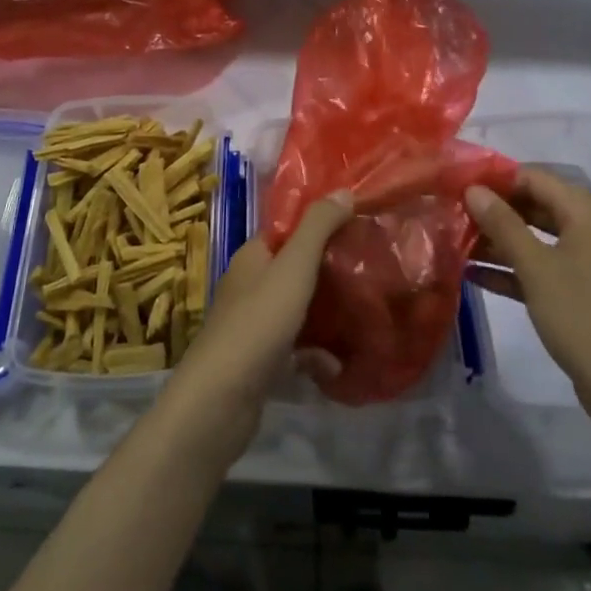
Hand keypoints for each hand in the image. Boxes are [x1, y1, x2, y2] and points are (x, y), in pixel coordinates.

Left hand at [153, 191, 352, 468]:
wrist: (220, 400)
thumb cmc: (258, 323)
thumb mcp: (293, 267)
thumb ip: (318, 228)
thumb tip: (344, 190)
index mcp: (253, 257)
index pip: (287, 229)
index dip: (319, 223)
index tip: (357, 223)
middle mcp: (250, 285)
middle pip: (295, 268)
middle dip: (329, 268)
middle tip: (369, 267)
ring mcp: (253, 325)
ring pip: (297, 309)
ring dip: (327, 312)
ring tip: (365, 311)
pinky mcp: (260, 362)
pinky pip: (295, 349)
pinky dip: (316, 355)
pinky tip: (338, 364)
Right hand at [464, 169, 590, 427]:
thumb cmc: (582, 315)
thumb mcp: (535, 266)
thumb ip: (503, 224)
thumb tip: (473, 189)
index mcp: (586, 214)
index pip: (535, 178)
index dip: (497, 178)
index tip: (458, 183)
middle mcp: (589, 232)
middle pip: (535, 206)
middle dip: (495, 210)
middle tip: (453, 212)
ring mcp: (586, 265)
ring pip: (536, 240)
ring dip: (499, 241)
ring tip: (456, 241)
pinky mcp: (580, 295)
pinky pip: (541, 269)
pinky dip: (512, 270)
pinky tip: (473, 275)